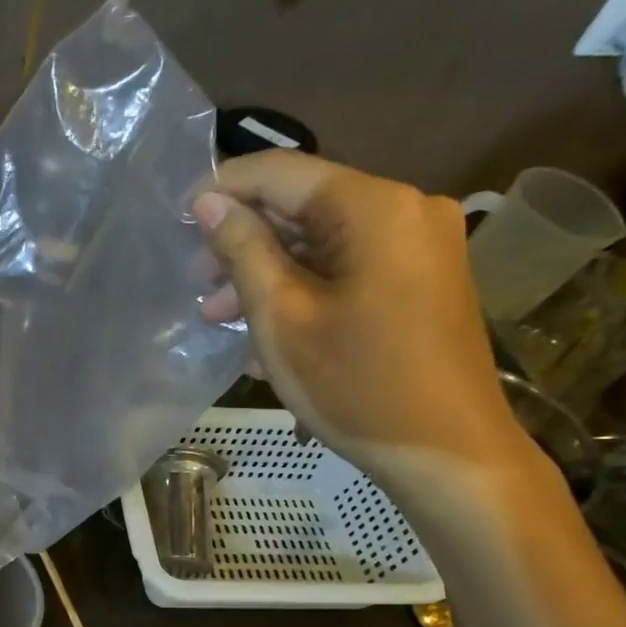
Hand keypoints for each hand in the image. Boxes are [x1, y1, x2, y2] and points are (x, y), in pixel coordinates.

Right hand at [193, 152, 526, 475]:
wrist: (446, 453)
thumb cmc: (356, 385)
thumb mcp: (282, 317)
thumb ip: (243, 250)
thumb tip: (208, 202)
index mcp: (375, 207)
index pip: (282, 173)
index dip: (224, 189)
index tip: (178, 219)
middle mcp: (407, 209)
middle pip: (306, 206)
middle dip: (245, 242)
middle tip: (199, 285)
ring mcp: (423, 244)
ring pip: (325, 241)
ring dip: (270, 272)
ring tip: (221, 317)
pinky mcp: (425, 278)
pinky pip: (351, 266)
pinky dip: (305, 288)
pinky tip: (268, 328)